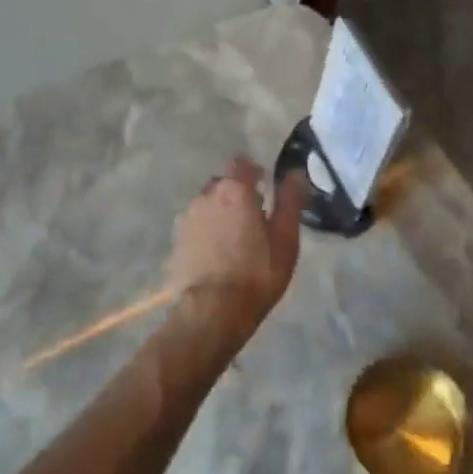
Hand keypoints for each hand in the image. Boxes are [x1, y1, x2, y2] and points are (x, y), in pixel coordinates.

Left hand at [167, 158, 307, 341]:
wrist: (212, 310)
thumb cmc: (257, 273)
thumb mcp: (285, 238)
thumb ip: (290, 201)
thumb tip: (295, 172)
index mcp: (234, 191)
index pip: (241, 163)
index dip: (253, 171)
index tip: (264, 185)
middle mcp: (206, 196)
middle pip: (222, 184)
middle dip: (236, 193)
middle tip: (253, 216)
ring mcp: (188, 218)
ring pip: (207, 204)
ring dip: (220, 212)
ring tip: (234, 238)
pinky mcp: (177, 240)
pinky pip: (196, 226)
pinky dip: (206, 231)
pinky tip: (216, 253)